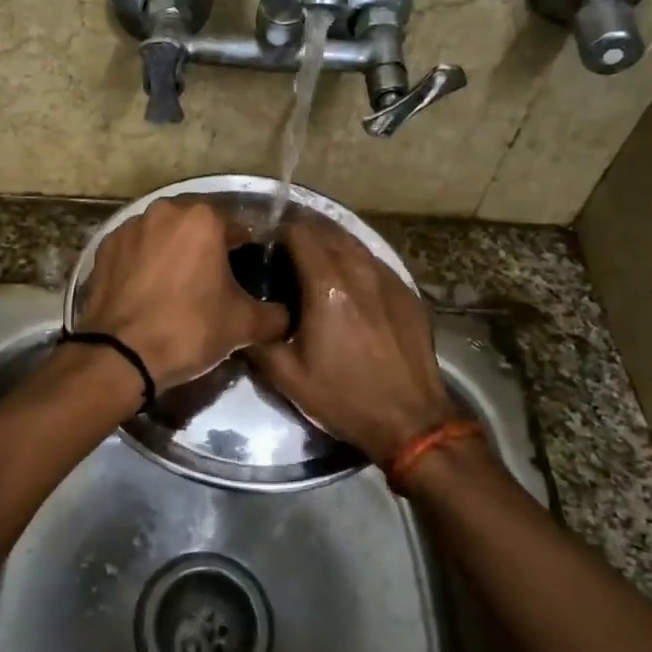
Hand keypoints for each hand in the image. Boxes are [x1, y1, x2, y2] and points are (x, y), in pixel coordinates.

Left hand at [75, 197, 288, 389]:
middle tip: (212, 283)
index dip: (244, 252)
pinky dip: (143, 263)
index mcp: (202, 219)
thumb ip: (274, 315)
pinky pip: (135, 249)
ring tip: (177, 287)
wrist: (120, 355)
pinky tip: (147, 291)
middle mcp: (164, 211)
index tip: (245, 276)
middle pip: (197, 227)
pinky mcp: (104, 247)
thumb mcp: (243, 325)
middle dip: (206, 248)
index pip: (236, 228)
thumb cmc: (188, 329)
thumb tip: (287, 317)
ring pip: (163, 235)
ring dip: (173, 252)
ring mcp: (129, 227)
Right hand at [245, 217, 456, 463]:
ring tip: (313, 257)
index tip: (265, 243)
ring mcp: (388, 278)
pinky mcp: (407, 292)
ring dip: (330, 241)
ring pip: (354, 242)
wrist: (411, 420)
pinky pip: (375, 261)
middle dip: (303, 231)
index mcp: (327, 286)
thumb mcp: (287, 377)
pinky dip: (355, 259)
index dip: (278, 231)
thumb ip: (257, 341)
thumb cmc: (345, 397)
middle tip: (284, 248)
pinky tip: (348, 279)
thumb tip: (240, 320)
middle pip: (328, 230)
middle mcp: (359, 271)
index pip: (300, 233)